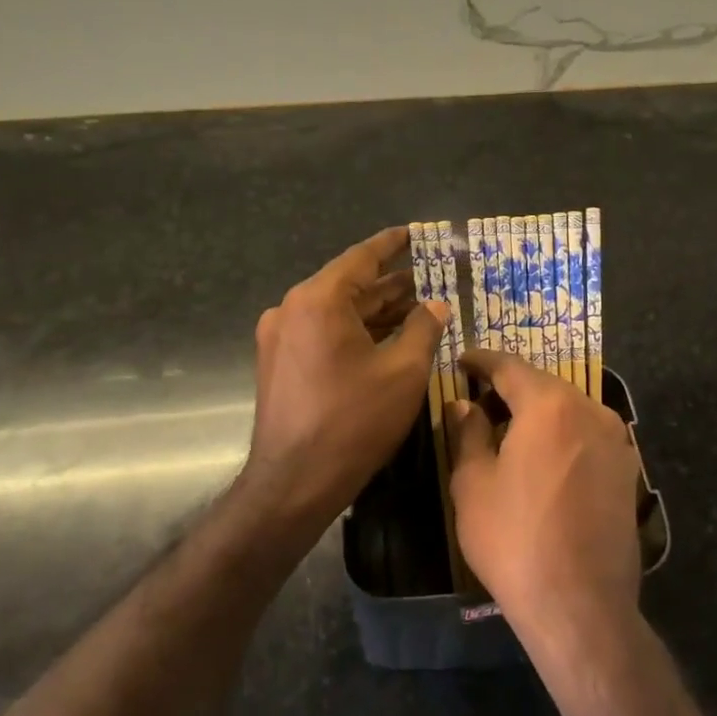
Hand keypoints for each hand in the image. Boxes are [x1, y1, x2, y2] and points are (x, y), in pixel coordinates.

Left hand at [244, 226, 448, 527]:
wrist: (294, 483)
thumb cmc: (354, 421)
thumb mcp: (404, 372)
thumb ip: (424, 329)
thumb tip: (436, 305)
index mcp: (318, 300)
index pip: (362, 258)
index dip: (393, 244)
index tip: (417, 232)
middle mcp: (292, 309)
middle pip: (350, 285)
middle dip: (392, 284)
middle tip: (432, 276)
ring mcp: (281, 337)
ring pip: (338, 312)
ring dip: (376, 311)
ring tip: (419, 307)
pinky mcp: (280, 362)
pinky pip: (323, 333)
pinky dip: (356, 332)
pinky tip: (389, 338)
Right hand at [448, 349, 642, 641]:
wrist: (581, 605)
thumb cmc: (515, 539)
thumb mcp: (473, 484)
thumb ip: (468, 433)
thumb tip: (464, 404)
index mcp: (549, 404)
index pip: (509, 366)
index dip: (481, 361)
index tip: (462, 360)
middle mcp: (590, 409)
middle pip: (543, 385)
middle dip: (510, 389)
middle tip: (479, 402)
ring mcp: (616, 440)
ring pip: (568, 410)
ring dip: (538, 414)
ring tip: (509, 434)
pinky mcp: (629, 471)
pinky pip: (587, 436)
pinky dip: (562, 437)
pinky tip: (544, 462)